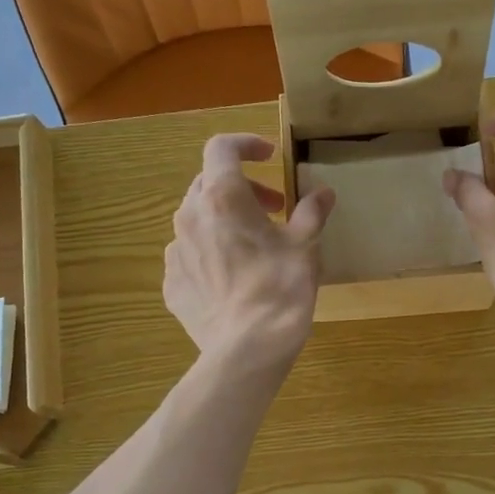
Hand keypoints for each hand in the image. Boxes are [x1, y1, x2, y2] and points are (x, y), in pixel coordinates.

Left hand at [165, 134, 335, 370]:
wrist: (247, 349)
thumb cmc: (280, 288)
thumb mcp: (305, 246)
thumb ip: (311, 212)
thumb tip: (323, 193)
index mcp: (222, 197)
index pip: (222, 148)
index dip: (246, 144)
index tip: (269, 156)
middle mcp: (190, 216)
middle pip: (209, 183)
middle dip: (242, 188)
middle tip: (273, 209)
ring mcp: (174, 252)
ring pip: (196, 219)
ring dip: (224, 220)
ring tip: (253, 245)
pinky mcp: (171, 283)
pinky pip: (189, 255)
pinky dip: (209, 253)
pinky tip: (232, 278)